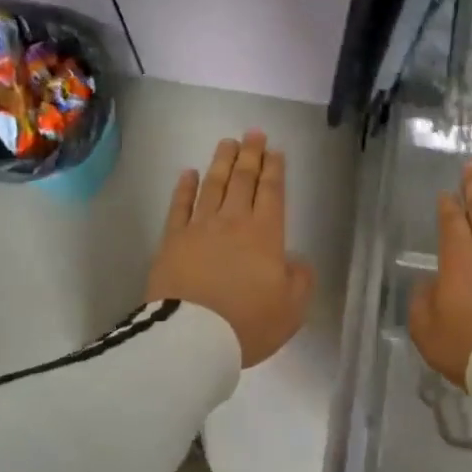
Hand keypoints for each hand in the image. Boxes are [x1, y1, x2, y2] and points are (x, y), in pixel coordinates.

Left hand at [145, 131, 314, 368]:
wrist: (193, 337)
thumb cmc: (248, 324)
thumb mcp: (292, 309)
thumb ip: (299, 279)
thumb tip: (295, 261)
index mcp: (265, 234)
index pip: (271, 192)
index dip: (274, 170)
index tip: (274, 151)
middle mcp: (232, 222)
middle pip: (242, 181)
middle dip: (250, 155)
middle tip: (253, 133)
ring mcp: (199, 228)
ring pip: (212, 185)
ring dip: (221, 162)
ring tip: (227, 143)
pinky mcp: (172, 240)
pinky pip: (179, 206)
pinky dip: (185, 187)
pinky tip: (188, 173)